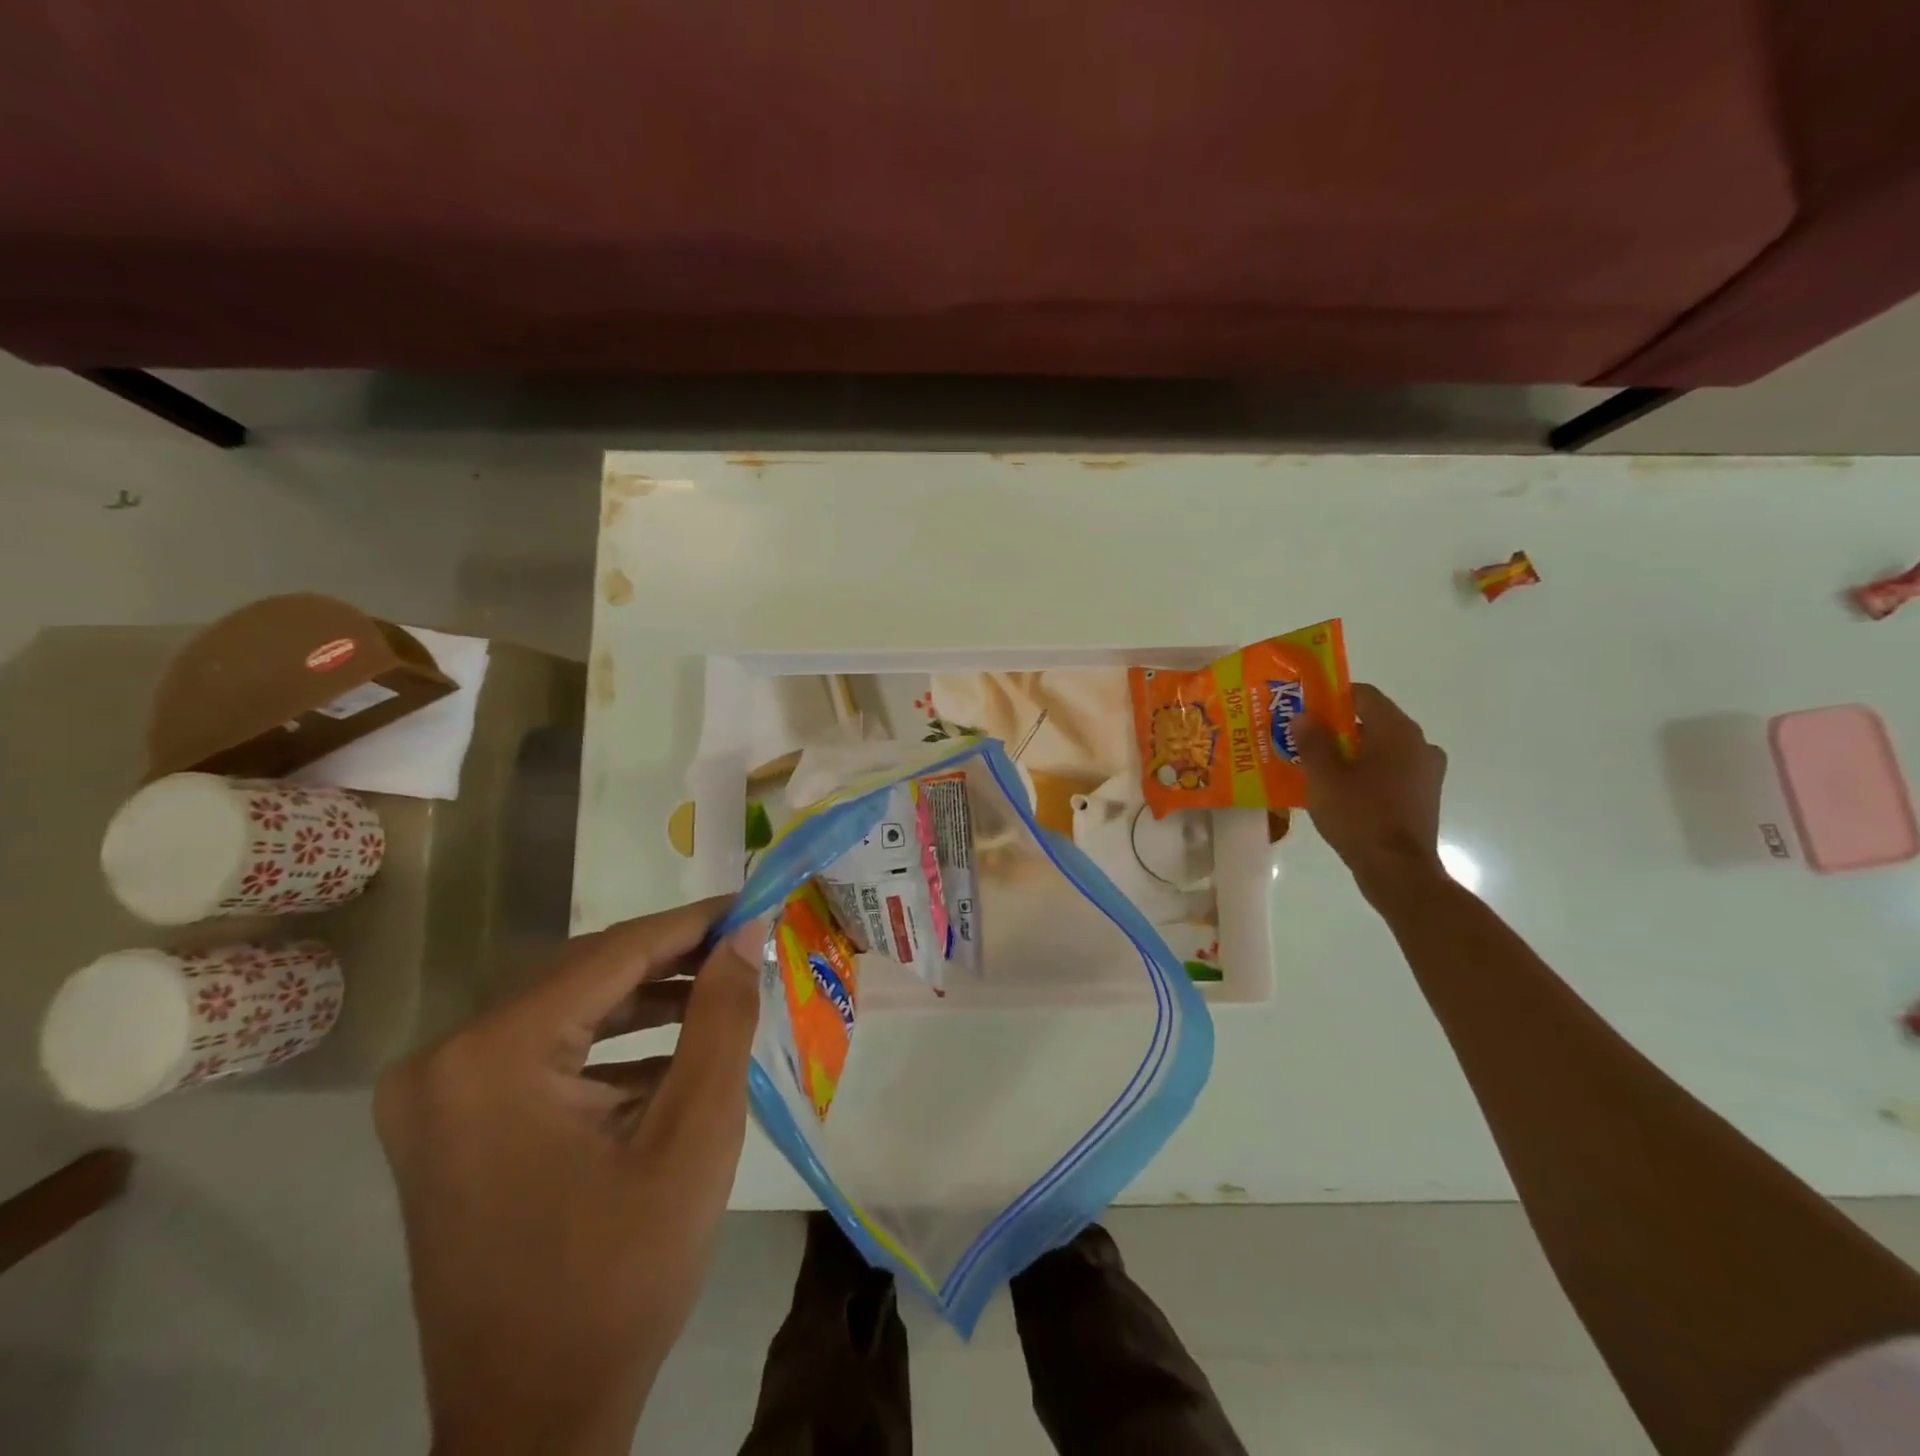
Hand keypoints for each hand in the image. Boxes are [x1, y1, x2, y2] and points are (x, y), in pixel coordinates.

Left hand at [376, 899, 762, 1455]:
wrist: (534, 1423)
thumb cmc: (622, 1276)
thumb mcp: (694, 1136)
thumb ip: (722, 1018)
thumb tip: (746, 933)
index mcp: (491, 1058)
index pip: (611, 954)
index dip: (690, 923)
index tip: (750, 903)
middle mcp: (444, 1061)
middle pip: (582, 977)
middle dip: (670, 959)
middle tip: (742, 945)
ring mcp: (437, 1096)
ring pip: (566, 1012)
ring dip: (645, 1000)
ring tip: (720, 991)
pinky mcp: (450, 1125)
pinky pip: (544, 1054)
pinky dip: (610, 1044)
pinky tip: (672, 1050)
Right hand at [1297, 683, 1448, 897]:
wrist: (1398, 871)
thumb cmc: (1359, 816)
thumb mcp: (1324, 777)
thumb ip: (1312, 741)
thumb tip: (1303, 716)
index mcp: (1397, 731)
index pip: (1363, 695)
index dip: (1331, 697)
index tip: (1304, 709)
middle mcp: (1419, 743)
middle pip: (1373, 721)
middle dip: (1337, 728)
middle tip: (1304, 739)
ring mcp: (1427, 771)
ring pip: (1382, 748)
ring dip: (1352, 752)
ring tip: (1319, 767)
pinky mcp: (1425, 795)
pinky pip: (1391, 770)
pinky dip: (1367, 772)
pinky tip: (1342, 790)